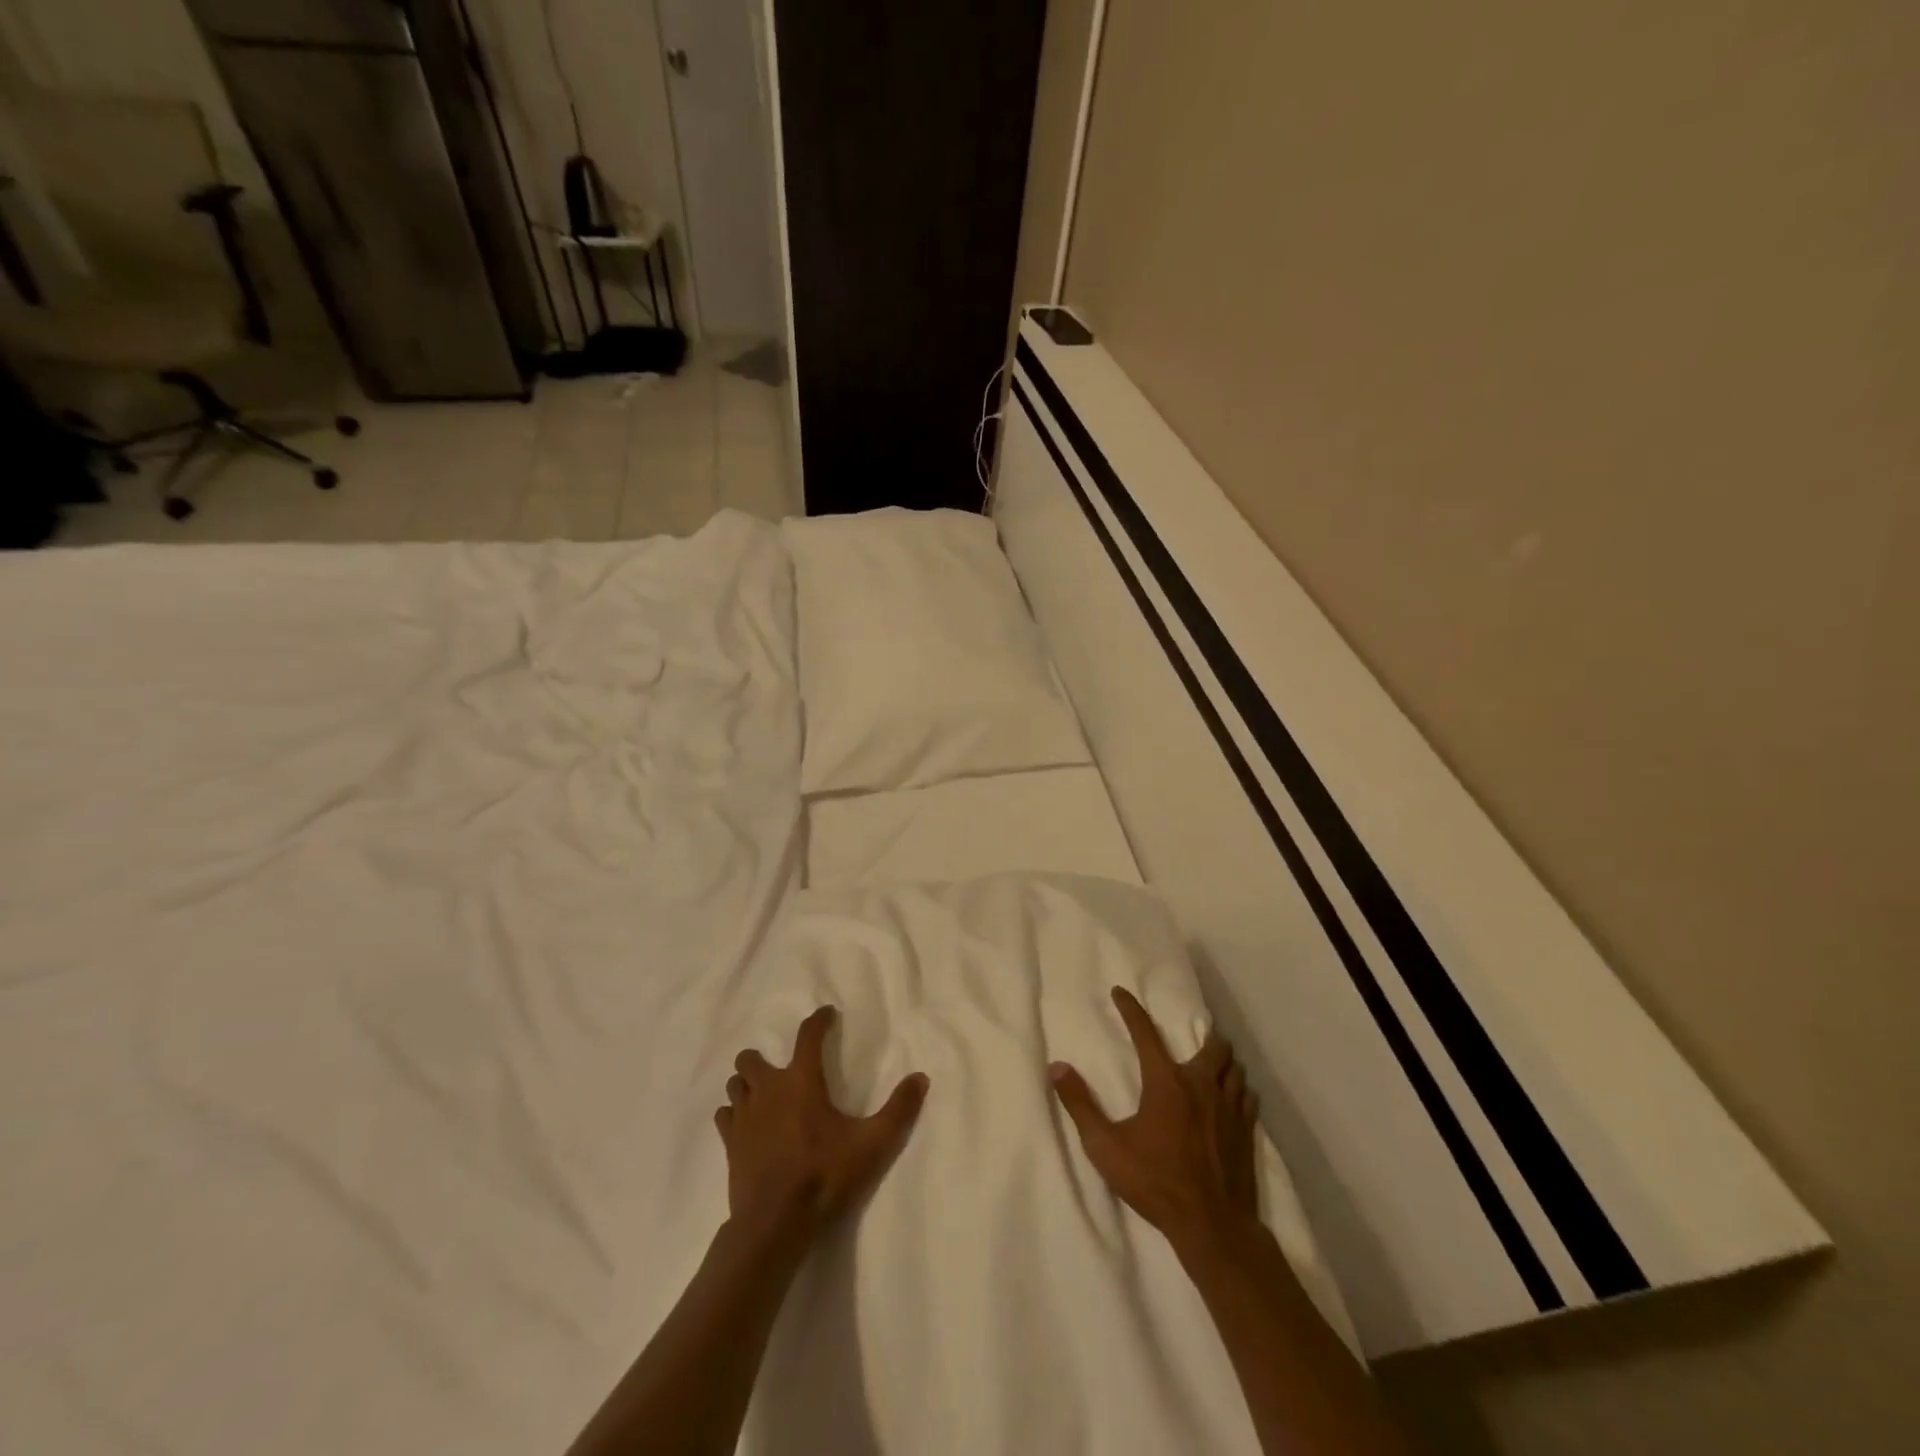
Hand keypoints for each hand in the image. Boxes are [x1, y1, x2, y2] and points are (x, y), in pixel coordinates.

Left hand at [715, 1006, 928, 1245]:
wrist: (775, 1224)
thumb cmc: (825, 1176)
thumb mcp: (872, 1144)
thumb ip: (899, 1110)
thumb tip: (921, 1078)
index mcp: (801, 1080)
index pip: (808, 1035)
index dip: (818, 1020)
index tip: (827, 1014)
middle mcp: (768, 1089)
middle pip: (752, 1058)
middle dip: (764, 1058)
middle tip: (783, 1071)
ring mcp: (744, 1117)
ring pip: (735, 1084)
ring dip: (747, 1084)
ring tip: (763, 1095)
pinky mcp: (730, 1145)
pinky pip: (725, 1116)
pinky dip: (734, 1114)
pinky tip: (746, 1125)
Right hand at [1051, 987, 1261, 1250]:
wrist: (1212, 1225)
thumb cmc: (1155, 1182)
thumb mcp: (1105, 1147)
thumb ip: (1080, 1105)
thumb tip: (1057, 1068)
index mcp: (1165, 1082)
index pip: (1145, 1032)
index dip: (1130, 1009)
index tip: (1120, 992)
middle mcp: (1200, 1085)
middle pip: (1212, 1045)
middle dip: (1203, 1035)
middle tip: (1191, 1038)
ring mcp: (1229, 1108)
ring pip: (1234, 1068)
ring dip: (1223, 1062)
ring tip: (1213, 1065)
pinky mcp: (1247, 1131)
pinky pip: (1247, 1096)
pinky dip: (1239, 1089)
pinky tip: (1233, 1098)